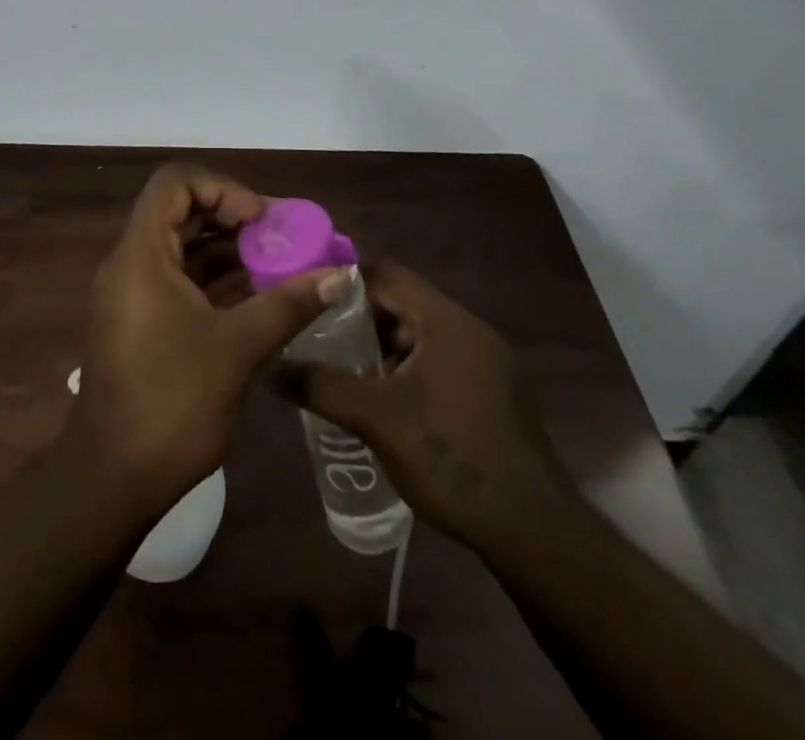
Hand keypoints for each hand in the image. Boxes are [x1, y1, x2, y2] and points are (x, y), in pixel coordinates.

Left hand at [65, 164, 349, 518]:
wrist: (113, 480)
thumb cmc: (172, 403)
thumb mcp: (238, 348)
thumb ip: (289, 304)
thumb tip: (340, 275)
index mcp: (142, 255)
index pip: (174, 183)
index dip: (221, 188)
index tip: (259, 220)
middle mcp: (131, 264)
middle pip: (181, 212)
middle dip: (234, 218)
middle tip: (282, 238)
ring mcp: (133, 294)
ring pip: (183, 248)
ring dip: (229, 250)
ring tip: (280, 265)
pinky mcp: (141, 322)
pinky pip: (181, 280)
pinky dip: (217, 280)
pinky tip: (258, 296)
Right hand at [271, 259, 563, 548]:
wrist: (533, 530)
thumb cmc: (450, 457)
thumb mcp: (375, 419)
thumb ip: (321, 387)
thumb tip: (270, 367)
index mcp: (446, 320)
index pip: (387, 275)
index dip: (345, 282)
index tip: (310, 299)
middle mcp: (472, 330)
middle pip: (406, 304)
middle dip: (362, 320)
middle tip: (323, 340)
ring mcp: (491, 362)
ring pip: (424, 335)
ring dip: (387, 348)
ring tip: (349, 373)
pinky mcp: (497, 394)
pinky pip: (444, 361)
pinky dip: (412, 370)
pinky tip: (389, 403)